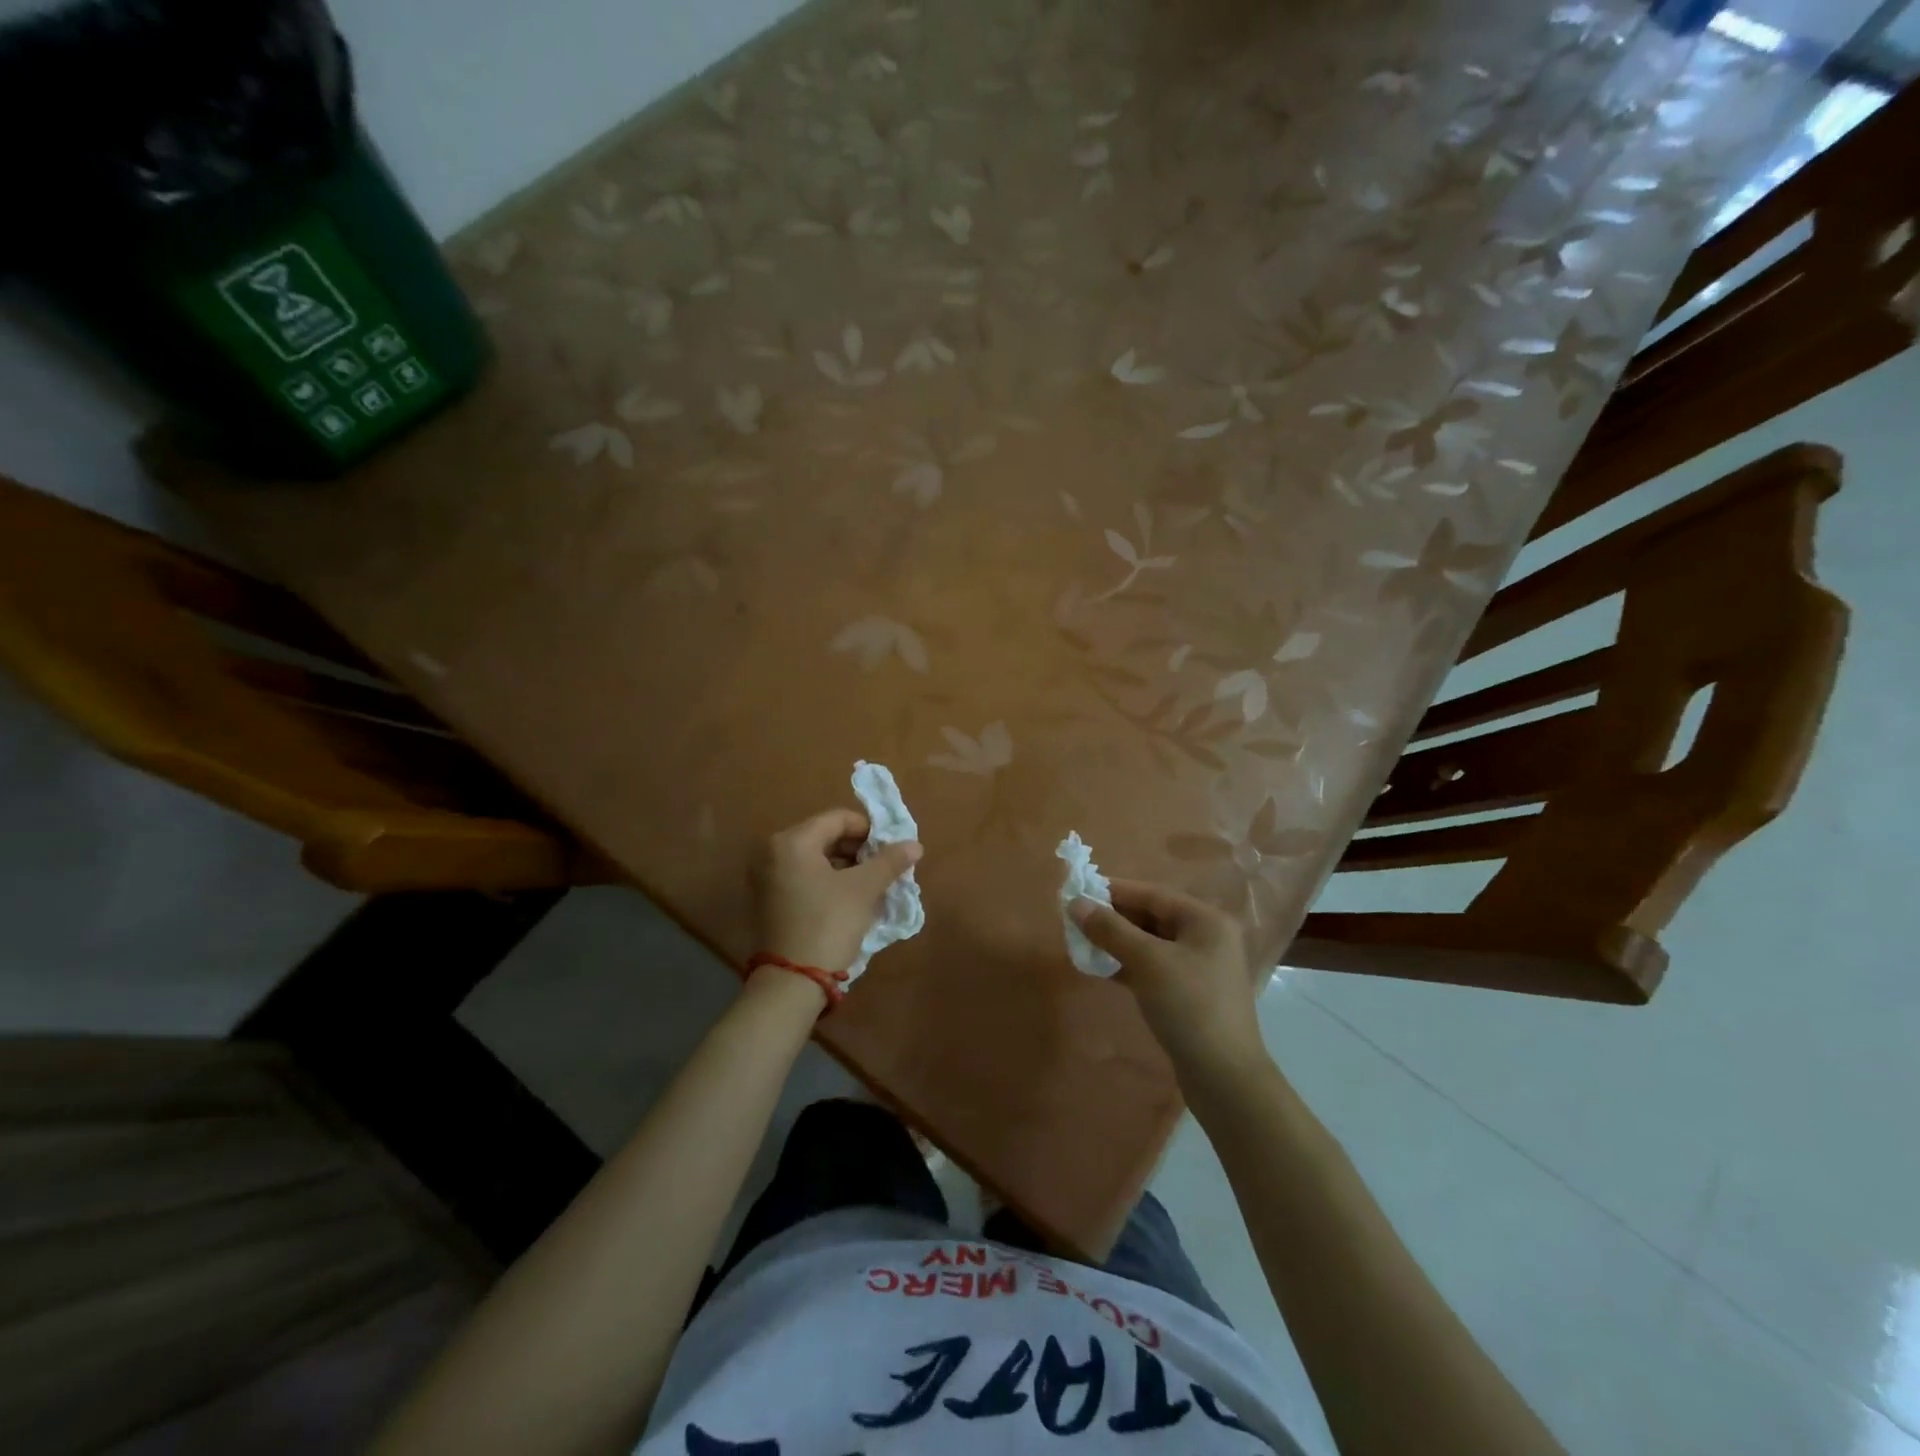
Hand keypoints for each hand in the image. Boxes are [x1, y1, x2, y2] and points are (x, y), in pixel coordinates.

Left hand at [754, 808, 921, 975]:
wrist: (792, 982)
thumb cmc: (828, 924)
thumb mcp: (864, 889)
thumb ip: (889, 861)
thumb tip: (914, 845)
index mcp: (791, 841)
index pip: (838, 819)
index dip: (869, 830)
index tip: (891, 849)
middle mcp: (772, 852)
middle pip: (824, 836)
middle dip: (858, 849)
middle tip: (883, 867)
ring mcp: (765, 877)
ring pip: (814, 858)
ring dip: (845, 866)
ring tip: (870, 884)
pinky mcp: (767, 900)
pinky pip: (803, 877)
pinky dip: (827, 881)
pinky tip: (848, 898)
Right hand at [1072, 881, 1268, 1091]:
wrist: (1225, 1078)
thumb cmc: (1189, 1007)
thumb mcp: (1148, 962)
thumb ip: (1110, 930)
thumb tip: (1075, 903)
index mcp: (1205, 920)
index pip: (1152, 894)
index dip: (1114, 891)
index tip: (1078, 891)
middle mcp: (1206, 937)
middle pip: (1152, 916)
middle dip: (1114, 917)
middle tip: (1076, 919)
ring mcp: (1200, 968)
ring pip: (1151, 944)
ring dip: (1118, 942)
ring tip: (1083, 943)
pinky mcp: (1190, 994)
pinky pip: (1154, 967)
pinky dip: (1129, 965)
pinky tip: (1103, 969)